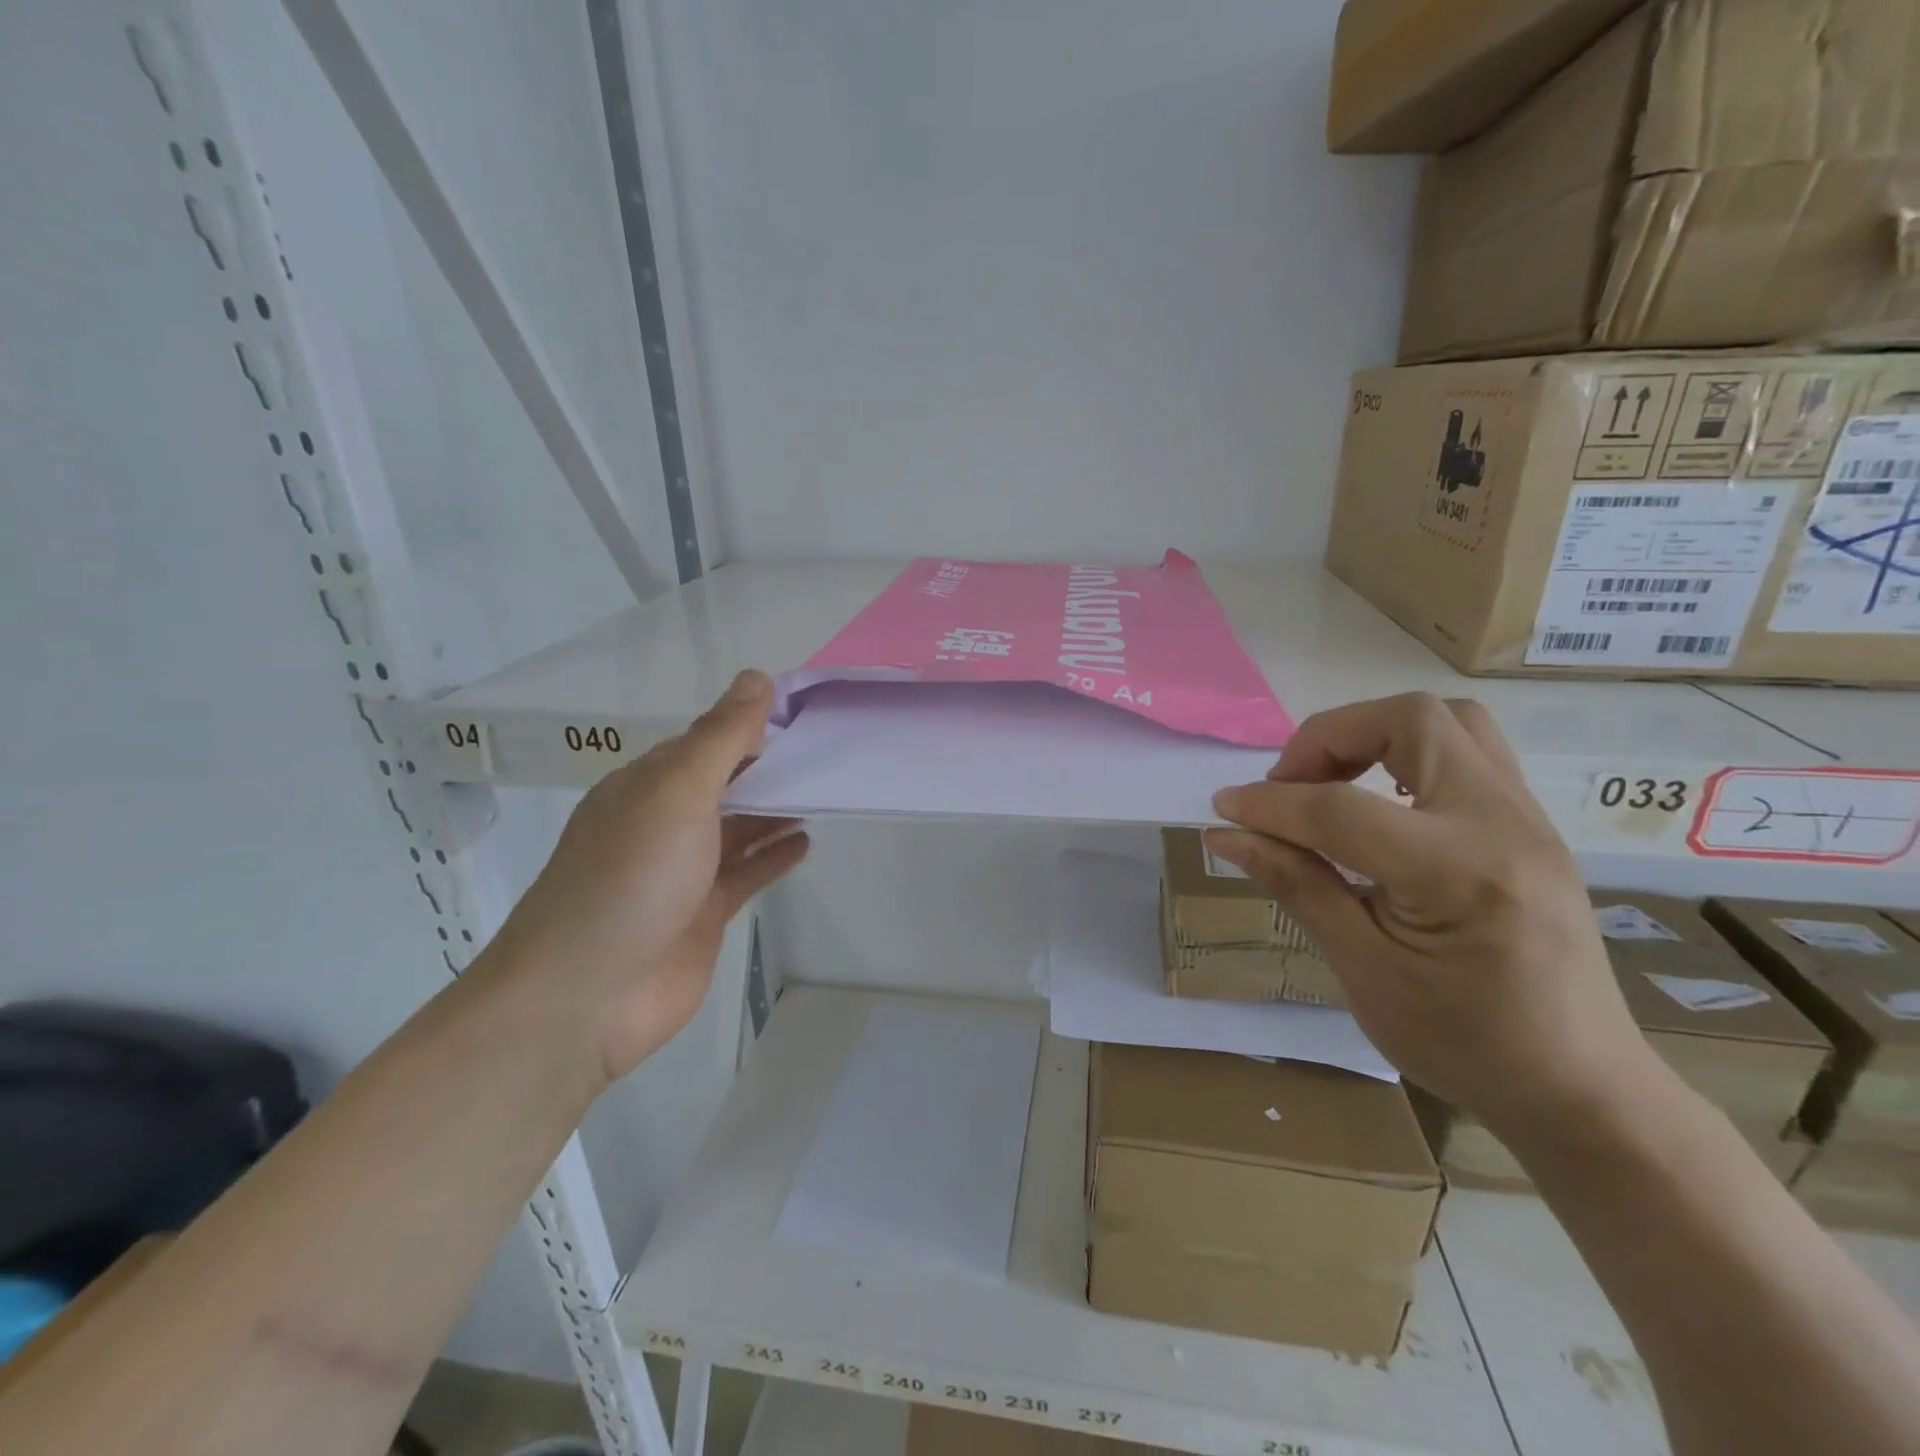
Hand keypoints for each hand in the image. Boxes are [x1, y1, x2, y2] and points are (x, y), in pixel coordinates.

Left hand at [487, 671, 808, 1087]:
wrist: (584, 997)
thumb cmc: (629, 879)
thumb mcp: (676, 794)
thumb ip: (720, 739)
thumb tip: (757, 676)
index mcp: (647, 786)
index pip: (707, 742)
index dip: (752, 726)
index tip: (805, 713)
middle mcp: (664, 823)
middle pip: (726, 784)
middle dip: (771, 768)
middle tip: (830, 752)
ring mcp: (684, 871)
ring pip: (739, 828)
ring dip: (776, 809)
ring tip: (826, 790)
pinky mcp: (704, 913)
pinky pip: (747, 873)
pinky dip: (774, 856)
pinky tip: (806, 842)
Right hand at [1206, 693, 1660, 1142]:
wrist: (1581, 1089)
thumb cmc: (1463, 1043)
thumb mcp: (1362, 969)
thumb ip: (1295, 884)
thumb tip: (1226, 833)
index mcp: (1458, 873)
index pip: (1340, 808)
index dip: (1269, 803)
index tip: (1224, 808)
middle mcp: (1503, 824)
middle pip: (1409, 720)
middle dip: (1330, 738)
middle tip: (1291, 786)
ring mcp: (1528, 819)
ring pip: (1448, 721)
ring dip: (1374, 735)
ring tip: (1333, 786)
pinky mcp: (1531, 825)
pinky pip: (1467, 751)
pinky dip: (1406, 755)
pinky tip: (1378, 806)